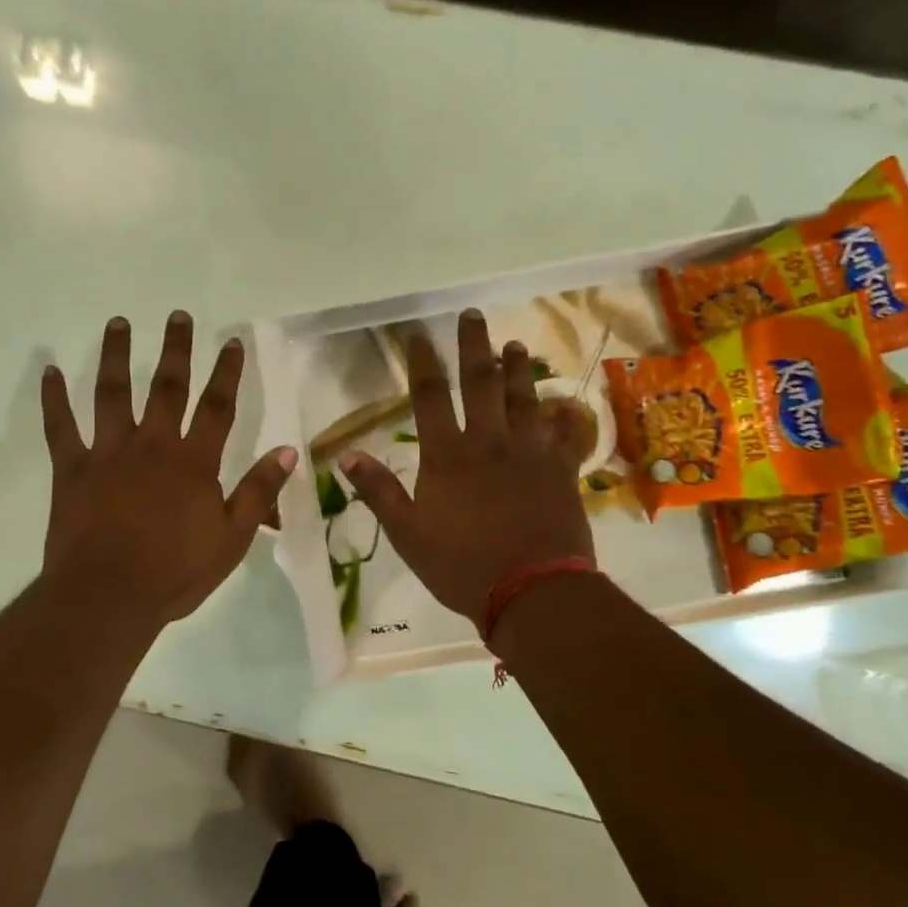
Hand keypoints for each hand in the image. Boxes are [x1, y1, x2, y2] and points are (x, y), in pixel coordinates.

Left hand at [41, 311, 297, 626]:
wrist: (109, 597)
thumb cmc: (175, 573)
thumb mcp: (232, 539)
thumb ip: (259, 492)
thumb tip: (288, 450)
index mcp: (193, 463)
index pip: (216, 408)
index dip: (226, 373)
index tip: (230, 341)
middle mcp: (152, 446)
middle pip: (166, 388)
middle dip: (174, 350)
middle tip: (177, 315)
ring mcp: (107, 454)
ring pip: (112, 394)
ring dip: (115, 356)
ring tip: (118, 322)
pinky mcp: (71, 470)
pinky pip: (61, 428)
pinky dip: (54, 399)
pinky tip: (50, 372)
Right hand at [340, 309, 591, 622]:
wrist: (532, 591)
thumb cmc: (461, 566)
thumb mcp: (407, 534)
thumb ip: (379, 492)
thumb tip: (346, 455)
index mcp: (447, 457)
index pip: (429, 399)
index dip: (422, 364)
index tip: (418, 336)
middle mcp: (488, 443)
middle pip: (481, 384)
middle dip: (474, 347)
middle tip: (472, 315)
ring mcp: (529, 454)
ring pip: (524, 399)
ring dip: (518, 370)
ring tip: (515, 346)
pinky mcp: (560, 470)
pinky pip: (560, 433)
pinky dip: (559, 414)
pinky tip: (559, 403)